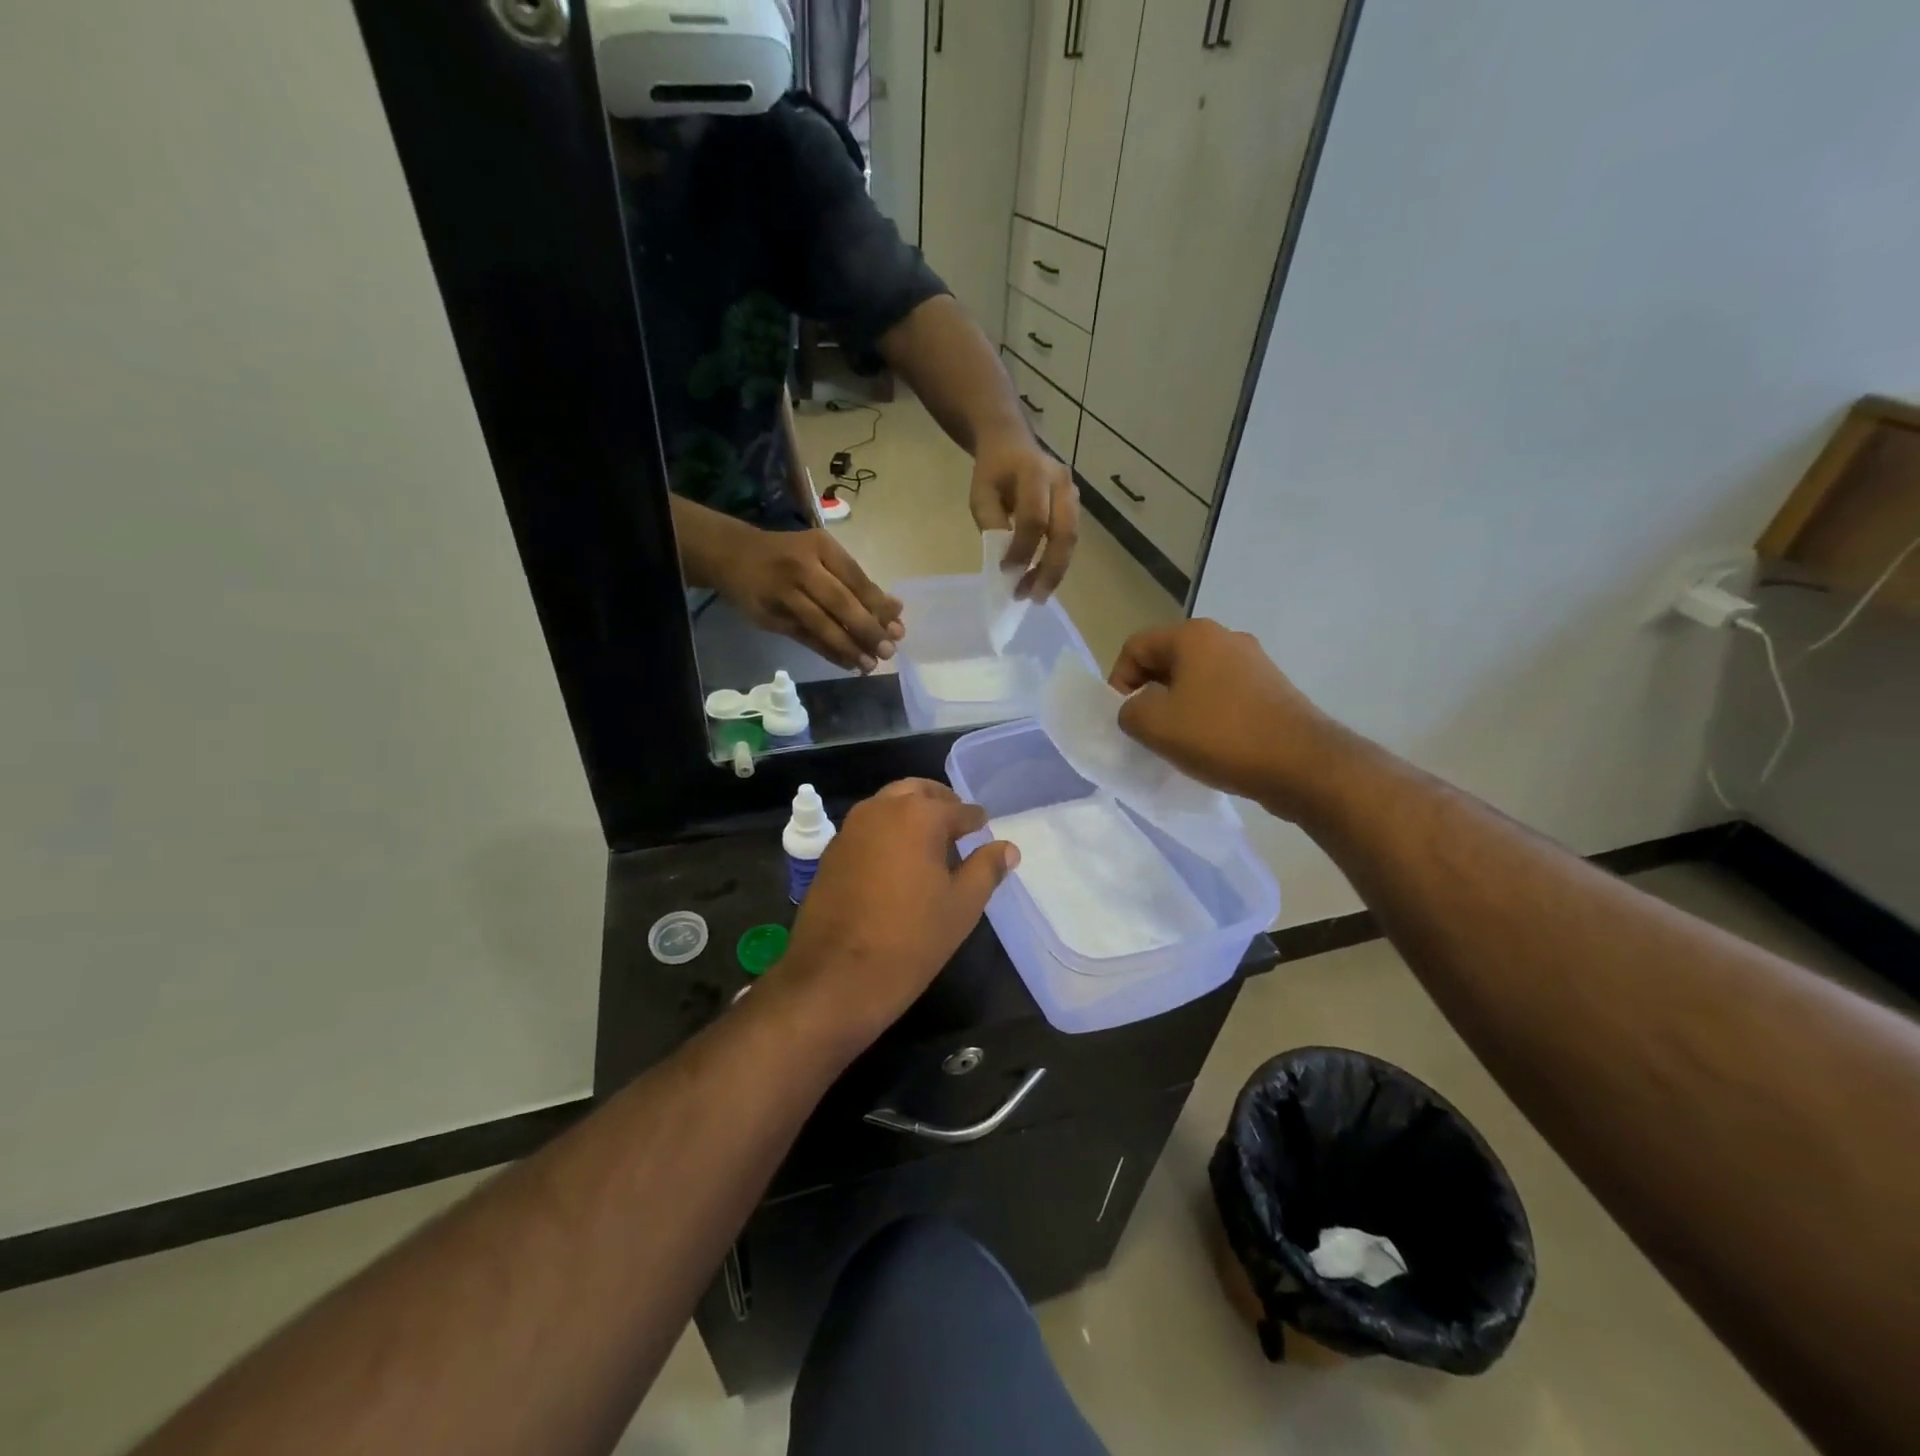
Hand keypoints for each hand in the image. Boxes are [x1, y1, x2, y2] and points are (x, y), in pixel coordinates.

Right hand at [713, 527, 904, 672]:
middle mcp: (802, 567)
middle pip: (841, 603)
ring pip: (822, 624)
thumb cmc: (788, 555)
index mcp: (821, 546)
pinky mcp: (770, 616)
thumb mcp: (822, 556)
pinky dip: (828, 652)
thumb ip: (856, 582)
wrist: (731, 555)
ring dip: (849, 647)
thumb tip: (894, 611)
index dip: (878, 606)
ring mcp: (783, 592)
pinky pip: (805, 638)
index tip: (898, 628)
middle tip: (888, 650)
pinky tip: (847, 663)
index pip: (856, 579)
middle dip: (867, 629)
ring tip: (870, 665)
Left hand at [779, 780, 1018, 1046]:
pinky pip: (867, 829)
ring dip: (910, 815)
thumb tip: (1008, 848)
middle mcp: (881, 809)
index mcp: (919, 814)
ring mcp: (850, 828)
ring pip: (887, 806)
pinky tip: (897, 866)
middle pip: (917, 792)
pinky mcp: (831, 852)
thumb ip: (987, 869)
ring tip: (930, 849)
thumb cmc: (912, 938)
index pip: (959, 809)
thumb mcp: (962, 905)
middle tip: (958, 830)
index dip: (976, 822)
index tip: (984, 834)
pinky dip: (886, 833)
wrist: (837, 976)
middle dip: (940, 805)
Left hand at [968, 430, 1078, 601]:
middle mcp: (1061, 482)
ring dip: (1055, 570)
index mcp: (1034, 472)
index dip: (1022, 548)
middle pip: (1064, 532)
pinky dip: (1056, 561)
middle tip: (1033, 597)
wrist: (1011, 443)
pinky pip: (1069, 538)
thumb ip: (992, 523)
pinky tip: (1040, 579)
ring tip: (1035, 595)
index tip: (1006, 572)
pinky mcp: (1075, 506)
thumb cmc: (993, 472)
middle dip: (1049, 569)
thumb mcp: (981, 494)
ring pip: (1071, 539)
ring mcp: (1073, 493)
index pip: (1034, 518)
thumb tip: (1008, 561)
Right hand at [1111, 619, 1345, 818]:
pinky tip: (1209, 745)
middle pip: (1166, 660)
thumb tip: (1137, 708)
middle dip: (1148, 694)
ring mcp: (1253, 663)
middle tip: (1146, 731)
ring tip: (1177, 742)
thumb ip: (1129, 710)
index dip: (1118, 681)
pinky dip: (1206, 715)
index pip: (1135, 647)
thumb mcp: (1155, 725)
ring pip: (1195, 679)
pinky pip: (1222, 695)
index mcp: (1193, 636)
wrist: (1303, 764)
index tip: (1124, 718)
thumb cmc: (1221, 736)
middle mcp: (1225, 638)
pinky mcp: (1271, 689)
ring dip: (1177, 707)